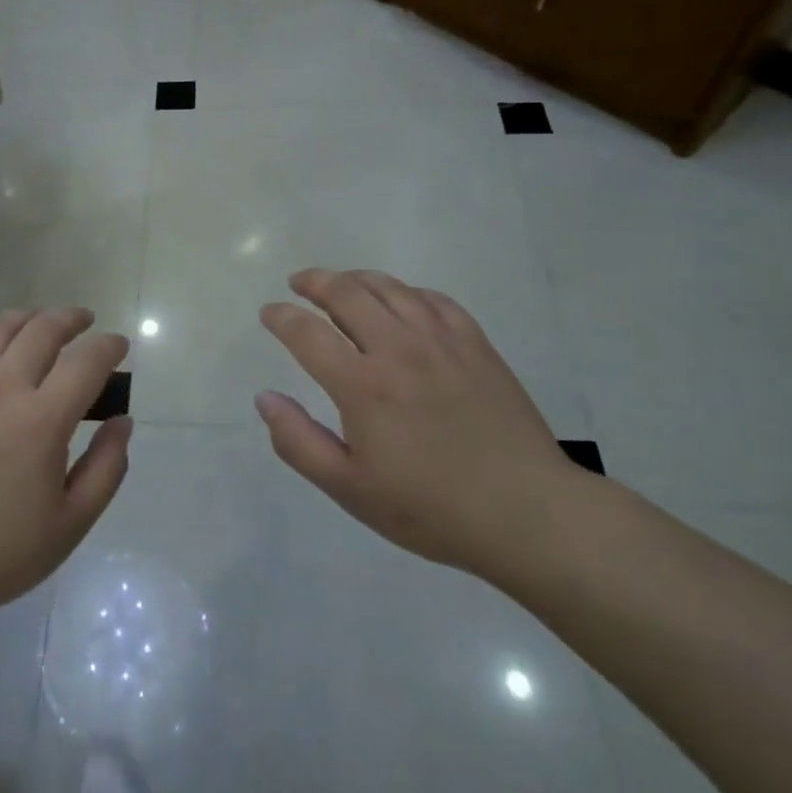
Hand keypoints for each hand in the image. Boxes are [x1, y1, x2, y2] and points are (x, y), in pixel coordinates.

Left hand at [0, 309, 132, 644]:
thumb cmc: (0, 552)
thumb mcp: (71, 524)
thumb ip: (107, 468)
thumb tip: (123, 421)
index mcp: (41, 421)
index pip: (86, 361)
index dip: (109, 346)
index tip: (119, 347)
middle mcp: (0, 389)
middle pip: (42, 330)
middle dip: (72, 319)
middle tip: (85, 323)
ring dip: (27, 318)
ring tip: (40, 323)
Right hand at [256, 268, 578, 578]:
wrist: (527, 514)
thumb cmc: (430, 509)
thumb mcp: (349, 489)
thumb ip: (298, 442)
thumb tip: (265, 398)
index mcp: (362, 385)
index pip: (307, 333)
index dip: (281, 317)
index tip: (269, 313)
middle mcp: (398, 349)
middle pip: (347, 294)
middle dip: (315, 282)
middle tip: (298, 283)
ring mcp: (441, 342)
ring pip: (390, 288)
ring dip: (356, 278)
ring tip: (341, 282)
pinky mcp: (476, 345)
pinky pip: (434, 300)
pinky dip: (407, 291)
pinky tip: (401, 300)